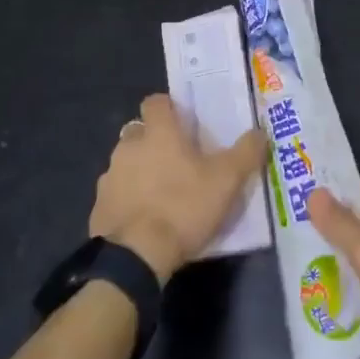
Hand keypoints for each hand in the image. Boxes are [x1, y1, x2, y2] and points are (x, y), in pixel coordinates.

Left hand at [89, 94, 267, 283]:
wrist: (135, 257)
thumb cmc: (183, 207)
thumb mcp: (227, 181)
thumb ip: (246, 152)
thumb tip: (261, 132)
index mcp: (158, 132)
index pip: (156, 101)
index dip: (169, 108)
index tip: (184, 123)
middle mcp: (128, 146)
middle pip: (139, 131)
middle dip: (153, 141)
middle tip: (177, 161)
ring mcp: (109, 176)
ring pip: (125, 162)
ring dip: (139, 170)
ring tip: (161, 194)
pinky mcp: (98, 206)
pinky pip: (115, 194)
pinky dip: (127, 200)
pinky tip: (144, 219)